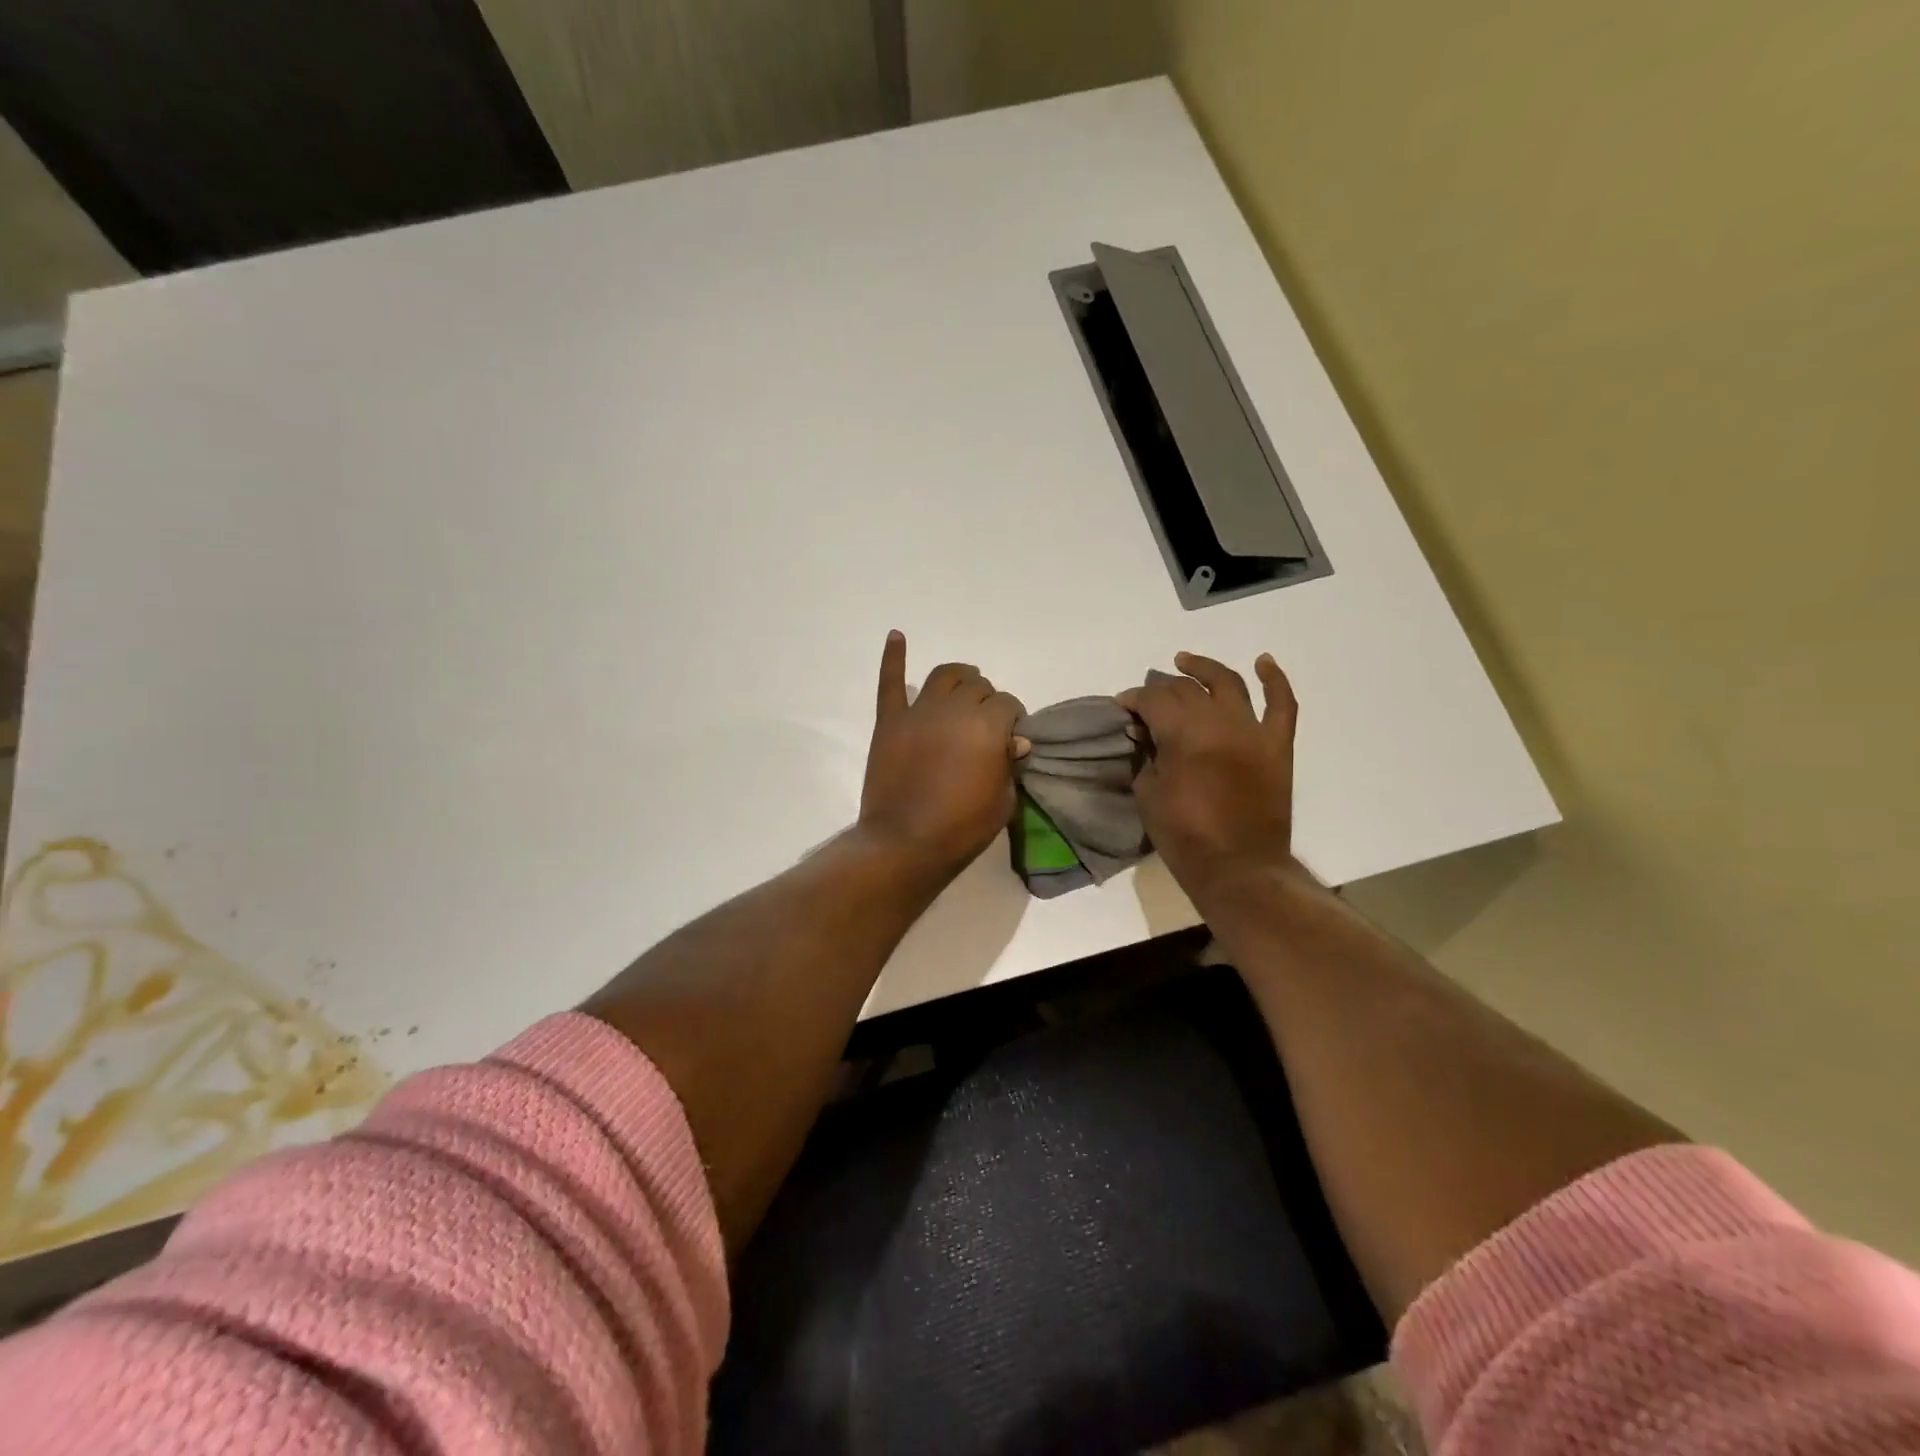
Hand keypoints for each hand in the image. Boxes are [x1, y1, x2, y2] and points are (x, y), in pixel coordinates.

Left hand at [858, 631, 1028, 877]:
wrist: (905, 843)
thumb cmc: (962, 828)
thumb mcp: (1003, 801)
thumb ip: (1008, 763)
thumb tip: (1013, 741)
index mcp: (988, 726)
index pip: (1008, 704)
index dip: (1012, 719)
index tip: (1009, 739)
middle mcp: (954, 709)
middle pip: (978, 686)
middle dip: (987, 701)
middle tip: (985, 724)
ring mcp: (918, 712)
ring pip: (943, 676)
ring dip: (959, 678)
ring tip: (963, 687)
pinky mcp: (889, 721)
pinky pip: (890, 682)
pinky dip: (894, 657)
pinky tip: (897, 636)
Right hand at [1118, 651, 1299, 901]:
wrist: (1238, 867)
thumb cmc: (1184, 836)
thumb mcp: (1147, 794)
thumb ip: (1146, 756)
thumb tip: (1146, 734)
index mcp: (1183, 734)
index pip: (1153, 699)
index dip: (1134, 698)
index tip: (1123, 707)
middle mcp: (1219, 722)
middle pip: (1186, 689)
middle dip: (1161, 689)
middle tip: (1147, 700)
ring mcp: (1252, 731)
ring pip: (1228, 683)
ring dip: (1204, 669)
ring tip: (1186, 662)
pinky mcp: (1277, 745)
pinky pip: (1282, 704)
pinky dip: (1275, 680)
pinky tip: (1264, 662)